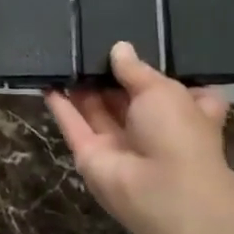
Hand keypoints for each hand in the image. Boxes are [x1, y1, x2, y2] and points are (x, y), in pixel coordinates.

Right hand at [45, 41, 233, 233]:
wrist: (162, 190)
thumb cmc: (178, 133)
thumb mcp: (162, 90)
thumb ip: (136, 69)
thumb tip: (120, 48)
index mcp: (186, 113)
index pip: (176, 91)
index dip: (159, 73)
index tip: (142, 48)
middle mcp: (153, 129)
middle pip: (128, 98)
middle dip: (110, 74)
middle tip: (89, 43)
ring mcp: (119, 144)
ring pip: (97, 109)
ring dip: (82, 86)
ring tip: (64, 55)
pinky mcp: (89, 154)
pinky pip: (72, 125)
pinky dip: (60, 105)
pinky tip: (47, 80)